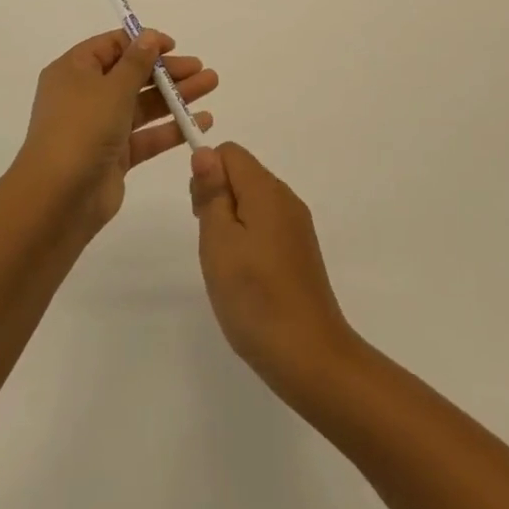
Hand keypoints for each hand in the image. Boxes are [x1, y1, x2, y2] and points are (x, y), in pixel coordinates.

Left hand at [13, 30, 217, 232]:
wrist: (58, 198)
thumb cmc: (81, 129)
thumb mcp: (112, 88)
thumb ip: (136, 62)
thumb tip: (148, 35)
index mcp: (74, 71)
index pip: (111, 47)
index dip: (142, 43)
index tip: (173, 46)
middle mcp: (85, 96)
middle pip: (132, 75)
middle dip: (167, 71)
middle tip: (201, 69)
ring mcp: (100, 127)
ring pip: (143, 105)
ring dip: (176, 95)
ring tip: (211, 85)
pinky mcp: (115, 156)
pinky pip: (147, 135)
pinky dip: (172, 128)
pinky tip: (202, 121)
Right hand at [189, 143, 357, 398]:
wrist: (309, 356)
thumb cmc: (255, 297)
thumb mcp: (219, 242)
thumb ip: (212, 193)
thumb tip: (205, 152)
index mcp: (267, 190)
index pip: (230, 152)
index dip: (206, 172)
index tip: (199, 213)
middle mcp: (286, 199)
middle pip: (242, 173)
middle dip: (216, 197)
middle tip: (210, 243)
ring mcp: (297, 226)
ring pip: (253, 201)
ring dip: (230, 221)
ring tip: (225, 264)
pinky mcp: (300, 250)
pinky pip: (266, 224)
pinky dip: (248, 238)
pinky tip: (245, 275)